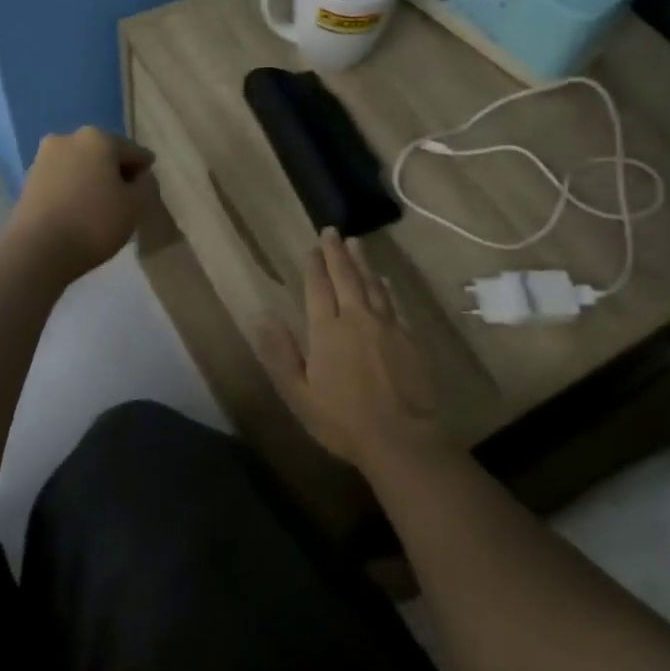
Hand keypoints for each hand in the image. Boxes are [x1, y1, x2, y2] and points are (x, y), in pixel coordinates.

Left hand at [6, 127, 157, 282]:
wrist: (37, 250)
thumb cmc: (94, 222)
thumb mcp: (135, 206)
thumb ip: (146, 185)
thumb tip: (140, 176)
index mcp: (98, 138)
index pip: (134, 152)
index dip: (144, 172)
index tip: (148, 190)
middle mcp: (68, 138)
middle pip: (104, 154)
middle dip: (115, 173)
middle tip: (126, 199)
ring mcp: (44, 158)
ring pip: (80, 166)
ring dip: (93, 181)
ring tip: (101, 208)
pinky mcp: (28, 179)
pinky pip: (62, 180)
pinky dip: (73, 191)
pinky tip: (79, 212)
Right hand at [259, 227, 444, 470]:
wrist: (402, 439)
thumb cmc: (343, 420)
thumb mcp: (299, 394)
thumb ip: (280, 353)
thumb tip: (261, 316)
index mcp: (327, 330)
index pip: (318, 288)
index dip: (314, 266)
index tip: (312, 246)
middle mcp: (357, 318)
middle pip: (346, 277)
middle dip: (336, 253)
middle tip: (332, 231)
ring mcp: (386, 326)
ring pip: (372, 284)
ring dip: (362, 262)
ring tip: (356, 244)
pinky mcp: (408, 337)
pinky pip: (394, 302)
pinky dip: (386, 287)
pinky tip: (384, 280)